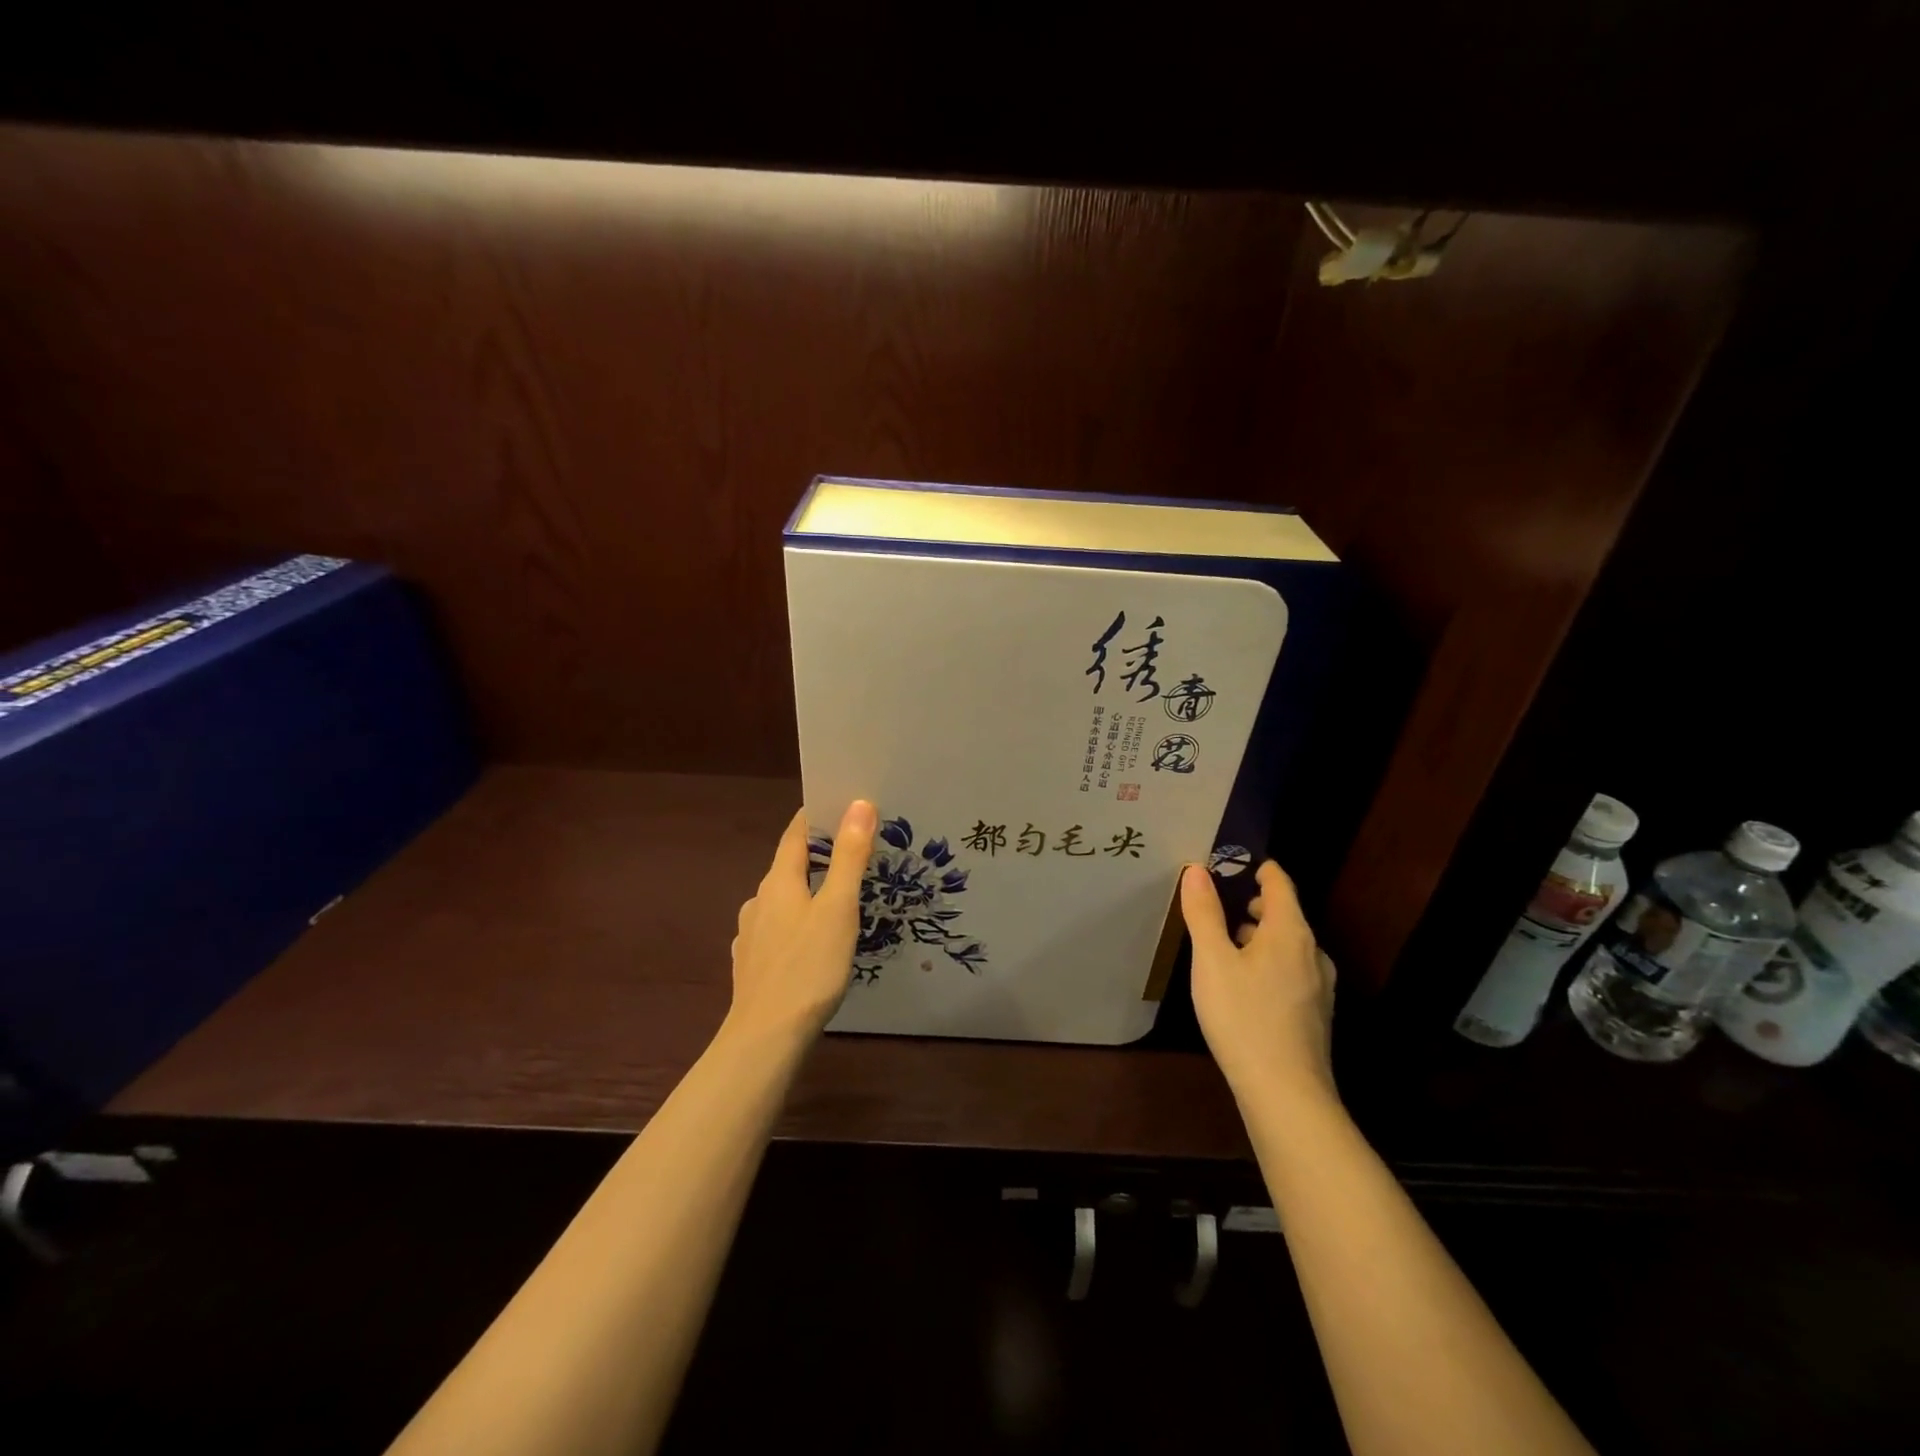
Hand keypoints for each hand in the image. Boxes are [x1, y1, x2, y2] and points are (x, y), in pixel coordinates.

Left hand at [726, 800, 877, 1044]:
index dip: (816, 816)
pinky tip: (811, 940)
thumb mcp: (838, 908)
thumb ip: (849, 857)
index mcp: (779, 882)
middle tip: (854, 851)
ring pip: (783, 900)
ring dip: (807, 890)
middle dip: (818, 854)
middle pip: (789, 865)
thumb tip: (860, 804)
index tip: (840, 803)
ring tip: (838, 897)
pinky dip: (796, 922)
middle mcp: (759, 901)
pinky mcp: (752, 964)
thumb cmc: (808, 967)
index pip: (795, 834)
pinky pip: (777, 929)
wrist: (765, 1038)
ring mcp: (751, 934)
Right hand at [1180, 860, 1337, 1111]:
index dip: (1258, 868)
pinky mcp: (1315, 1014)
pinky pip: (1291, 971)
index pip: (1280, 883)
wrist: (1286, 1094)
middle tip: (1217, 905)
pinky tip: (1244, 986)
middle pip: (1285, 914)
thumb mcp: (1212, 961)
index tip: (1232, 864)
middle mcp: (1313, 953)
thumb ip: (1204, 913)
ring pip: (1288, 946)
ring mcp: (1319, 986)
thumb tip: (1197, 870)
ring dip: (1259, 937)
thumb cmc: (1244, 1017)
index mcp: (1290, 932)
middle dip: (1253, 904)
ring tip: (1224, 945)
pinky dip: (1268, 963)